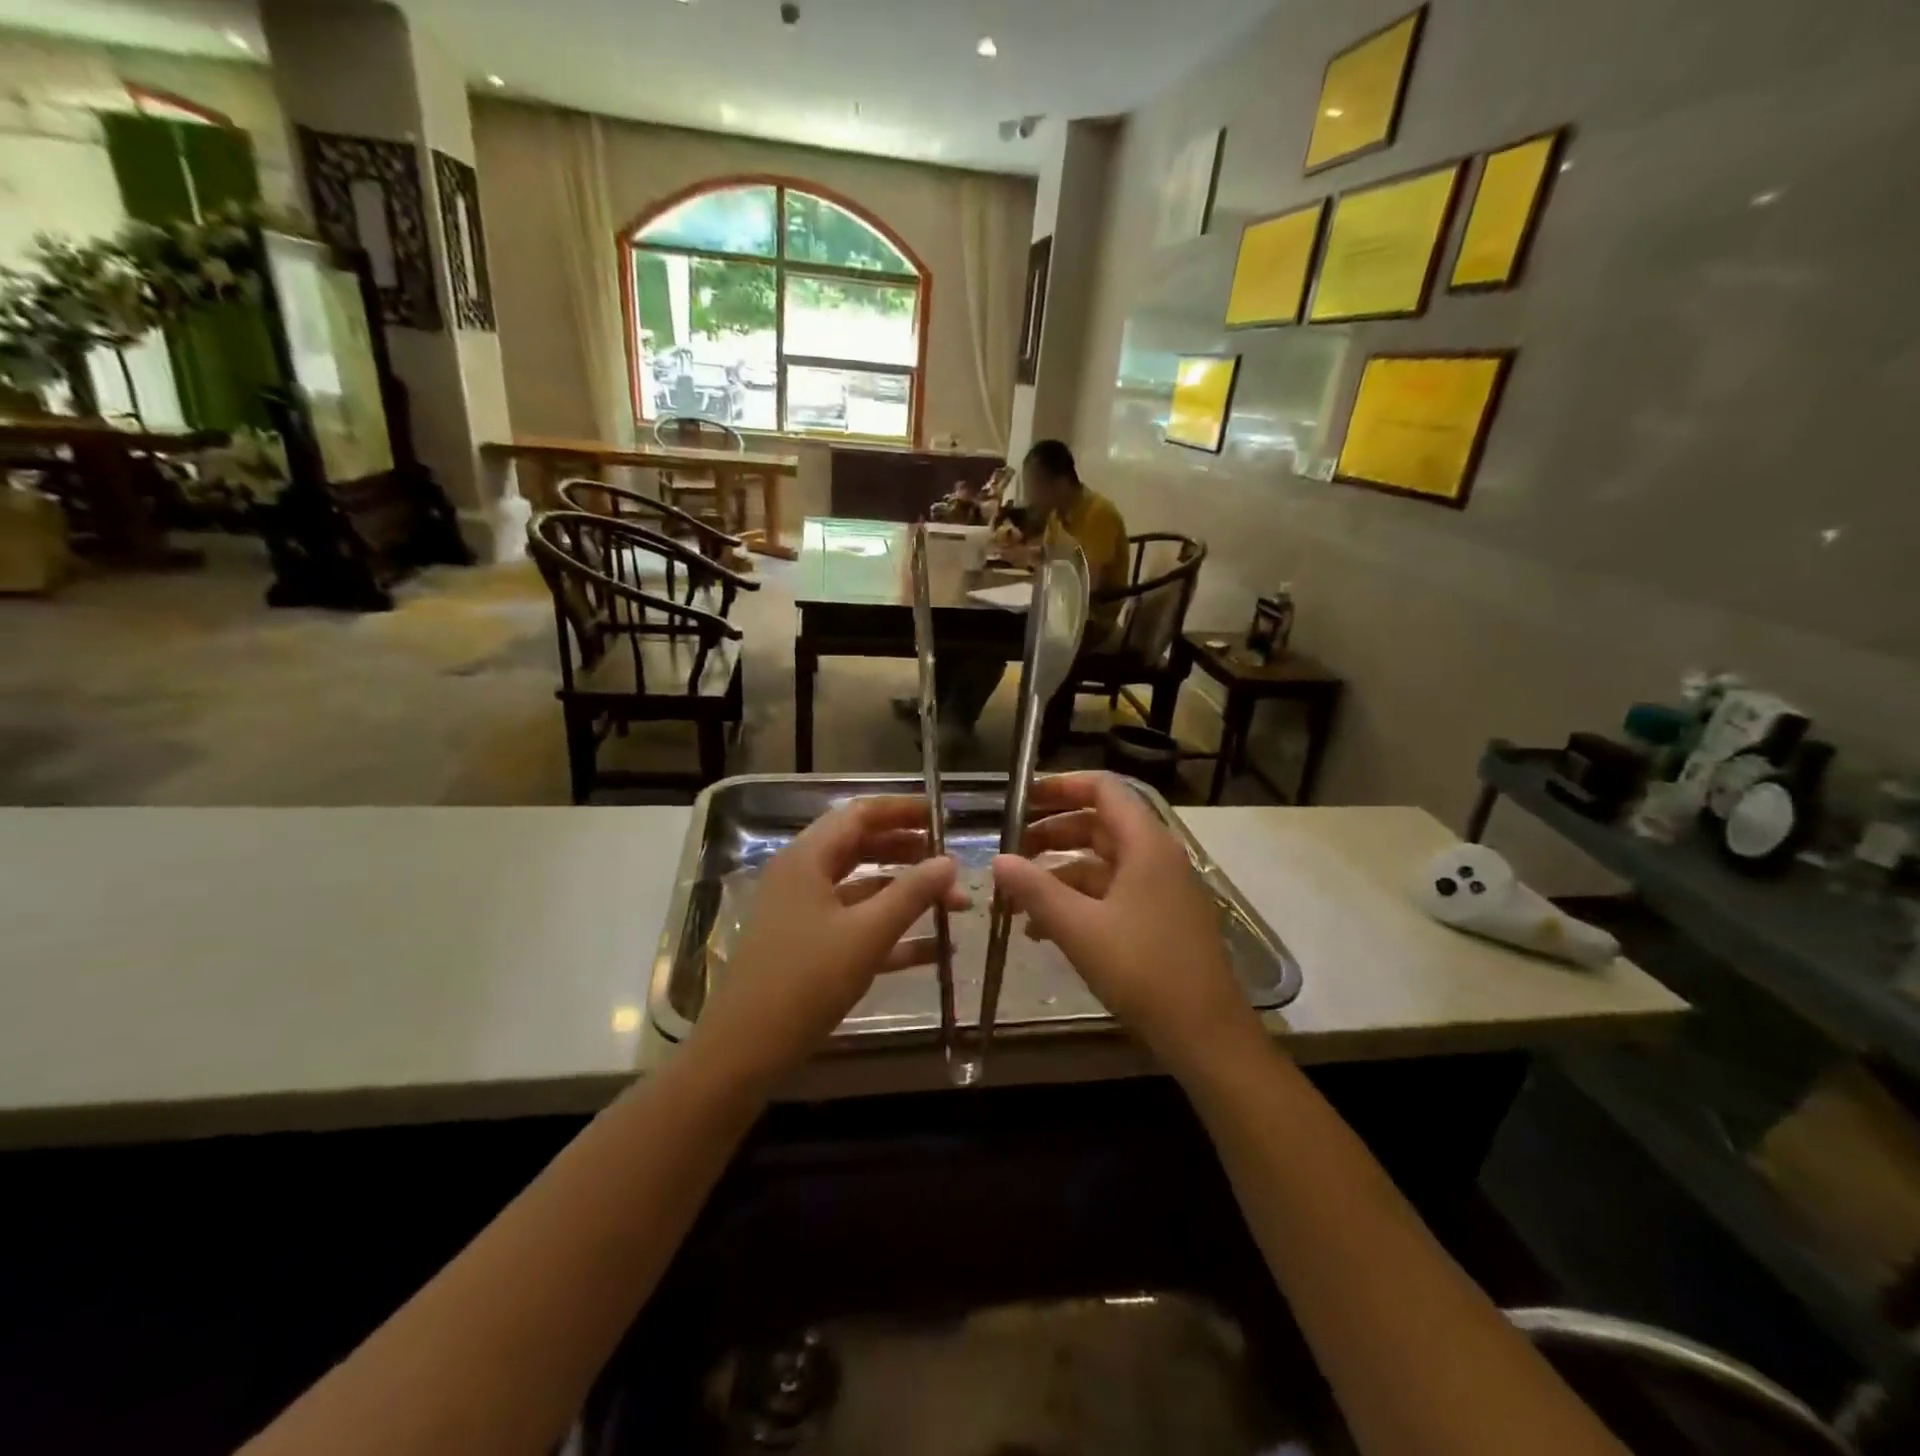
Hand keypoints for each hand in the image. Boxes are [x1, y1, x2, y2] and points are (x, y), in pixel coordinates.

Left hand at [693, 796, 966, 1087]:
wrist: (746, 1050)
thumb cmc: (806, 980)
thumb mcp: (867, 934)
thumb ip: (912, 893)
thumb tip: (949, 862)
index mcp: (808, 858)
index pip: (860, 814)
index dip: (902, 810)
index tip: (943, 816)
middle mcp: (803, 876)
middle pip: (862, 847)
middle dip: (910, 853)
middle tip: (951, 861)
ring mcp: (804, 913)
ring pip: (863, 889)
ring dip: (907, 894)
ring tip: (955, 904)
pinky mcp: (809, 947)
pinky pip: (856, 925)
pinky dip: (892, 931)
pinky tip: (934, 949)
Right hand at [990, 773, 1264, 1077]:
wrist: (1205, 1034)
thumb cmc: (1143, 970)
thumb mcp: (1079, 928)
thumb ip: (1034, 889)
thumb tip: (998, 860)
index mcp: (1145, 844)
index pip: (1103, 788)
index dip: (1061, 786)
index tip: (1022, 799)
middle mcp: (1157, 856)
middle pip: (1099, 824)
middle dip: (1052, 832)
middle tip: (1011, 849)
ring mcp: (1161, 888)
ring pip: (1103, 862)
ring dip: (1059, 872)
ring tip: (1018, 895)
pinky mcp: (1161, 918)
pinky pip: (1113, 892)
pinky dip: (1079, 900)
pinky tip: (1044, 930)